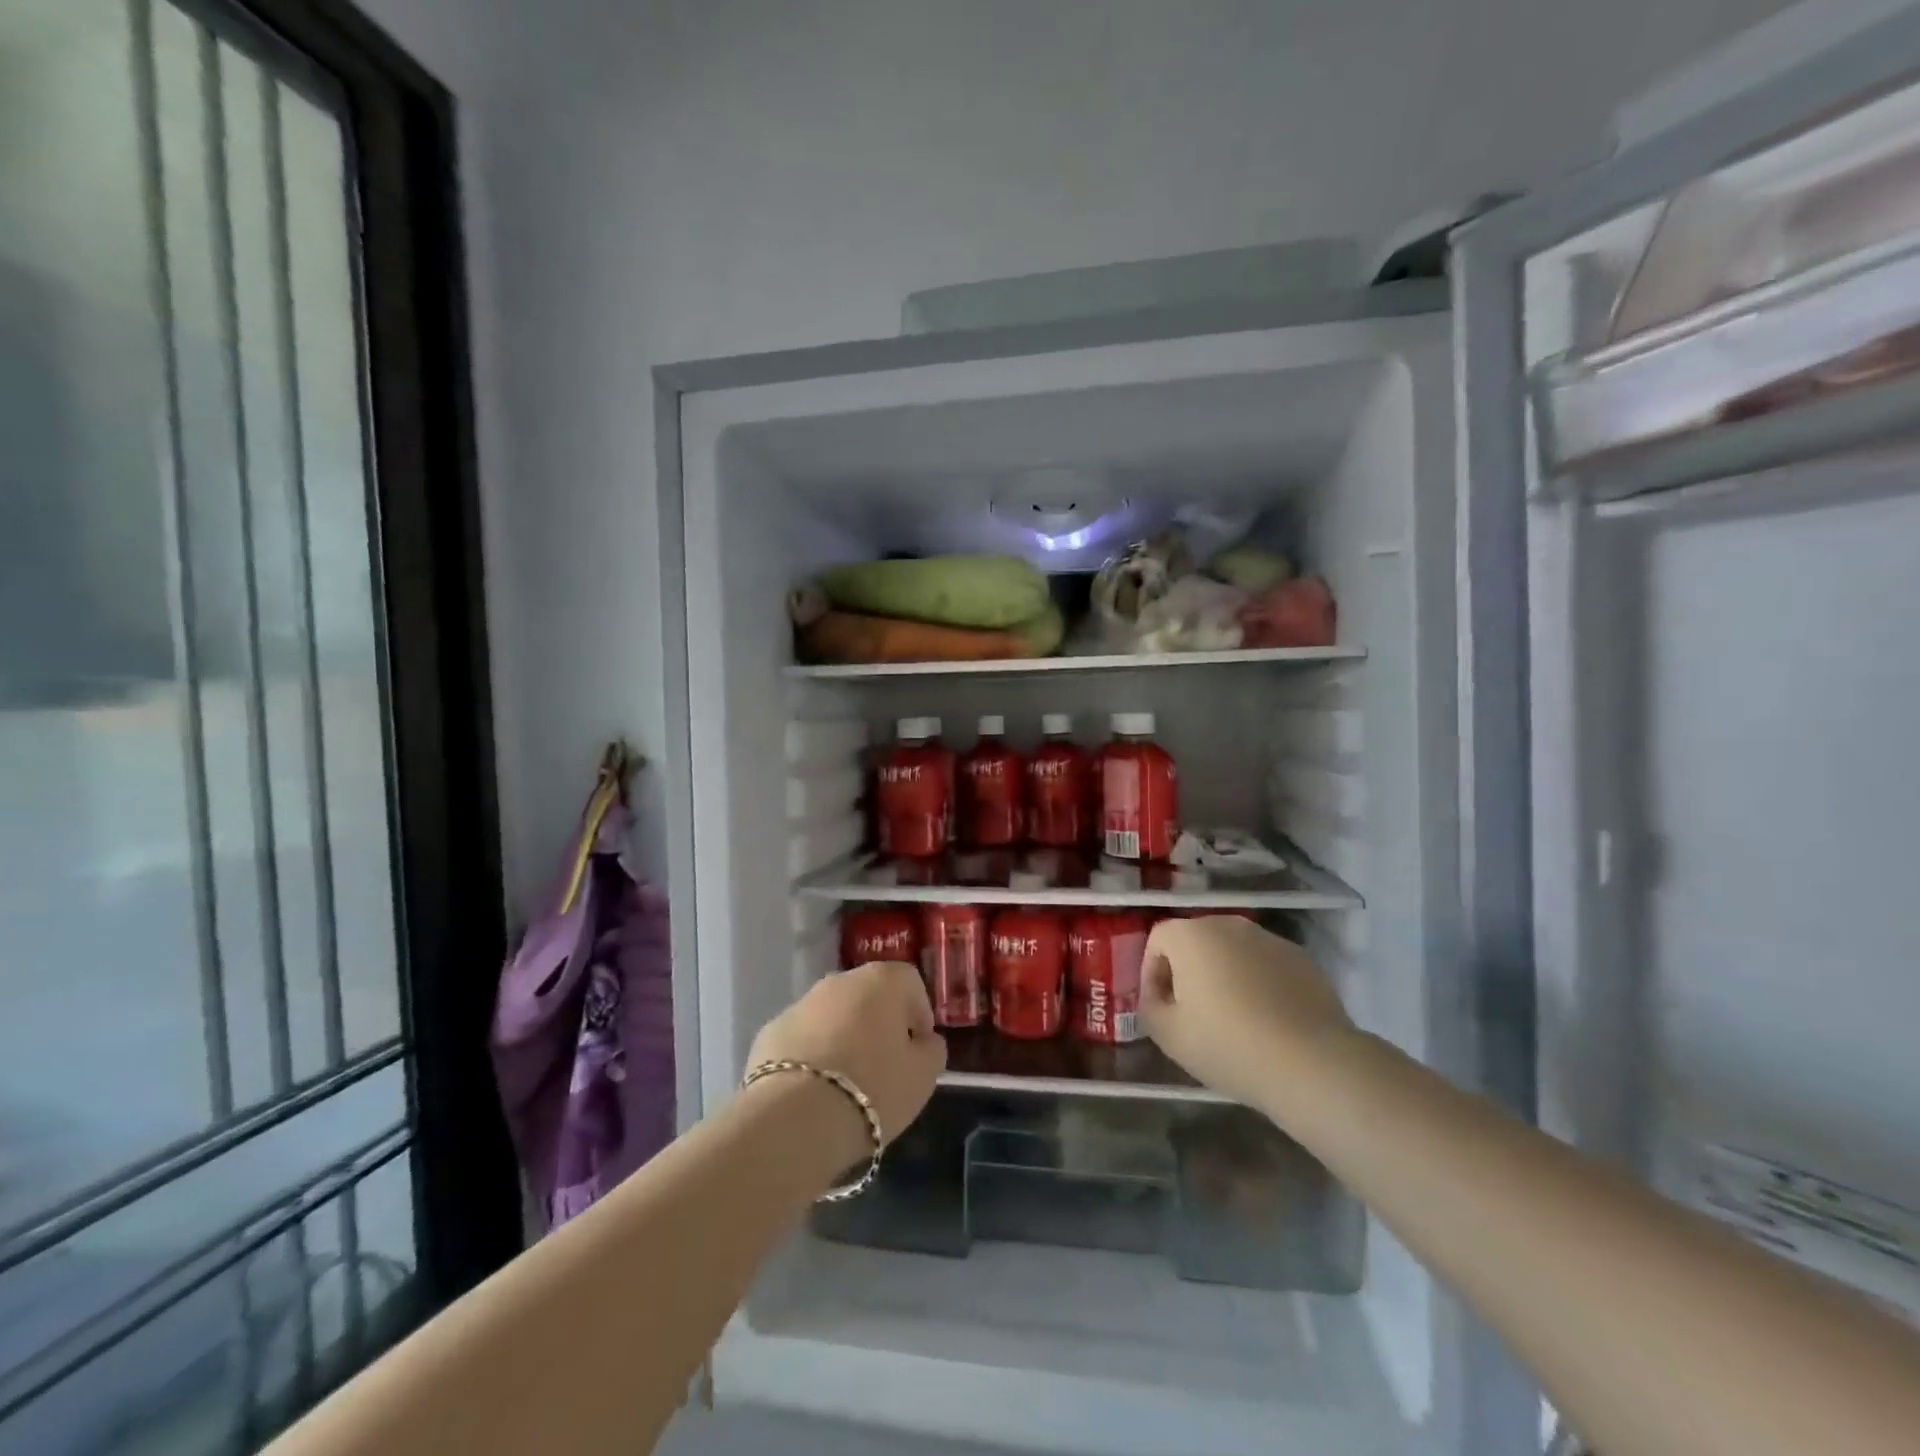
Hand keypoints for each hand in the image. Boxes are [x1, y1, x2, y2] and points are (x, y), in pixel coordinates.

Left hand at [746, 961, 946, 1150]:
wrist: (794, 1119)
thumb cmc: (873, 1089)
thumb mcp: (923, 1076)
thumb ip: (931, 1050)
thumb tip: (923, 1041)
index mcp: (881, 981)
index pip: (910, 982)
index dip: (919, 1015)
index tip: (919, 1049)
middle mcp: (840, 981)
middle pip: (869, 996)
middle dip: (879, 1024)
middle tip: (885, 1066)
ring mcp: (800, 1003)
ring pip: (833, 1016)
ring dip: (843, 1037)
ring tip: (847, 1083)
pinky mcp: (770, 1031)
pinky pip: (803, 1038)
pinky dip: (812, 1055)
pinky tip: (814, 1091)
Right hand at [1141, 916, 1353, 1120]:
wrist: (1311, 1062)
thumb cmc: (1228, 1044)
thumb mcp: (1168, 1035)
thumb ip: (1150, 1007)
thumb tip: (1158, 997)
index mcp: (1192, 935)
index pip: (1158, 939)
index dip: (1151, 972)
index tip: (1160, 1007)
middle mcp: (1229, 925)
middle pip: (1196, 941)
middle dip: (1188, 971)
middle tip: (1192, 1012)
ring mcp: (1269, 939)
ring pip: (1233, 952)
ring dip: (1224, 975)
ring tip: (1232, 1018)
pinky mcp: (1301, 959)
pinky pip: (1265, 965)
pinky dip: (1257, 983)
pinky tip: (1266, 1020)